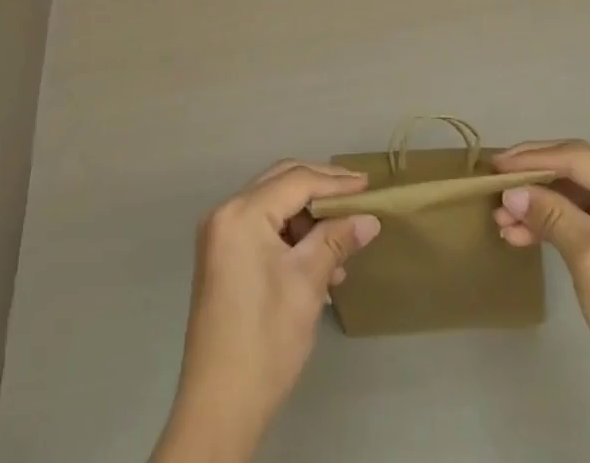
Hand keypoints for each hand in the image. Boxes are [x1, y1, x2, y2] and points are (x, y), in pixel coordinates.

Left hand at [151, 160, 379, 462]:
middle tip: (358, 197)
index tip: (369, 187)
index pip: (296, 180)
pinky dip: (292, 237)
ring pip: (274, 205)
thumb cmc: (265, 340)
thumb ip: (337, 240)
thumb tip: (369, 218)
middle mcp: (226, 213)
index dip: (335, 182)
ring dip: (309, 219)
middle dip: (322, 189)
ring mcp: (221, 236)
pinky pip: (264, 229)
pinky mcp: (223, 258)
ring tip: (342, 246)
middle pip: (282, 183)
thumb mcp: (307, 284)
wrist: (219, 409)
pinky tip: (319, 264)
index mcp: (241, 213)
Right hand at [492, 141, 589, 462]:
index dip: (531, 158)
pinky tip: (523, 235)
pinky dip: (554, 224)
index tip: (494, 166)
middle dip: (532, 181)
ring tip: (502, 221)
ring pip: (574, 196)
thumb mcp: (588, 257)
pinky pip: (583, 219)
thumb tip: (510, 192)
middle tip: (494, 188)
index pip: (575, 157)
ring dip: (539, 206)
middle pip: (574, 171)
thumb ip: (549, 214)